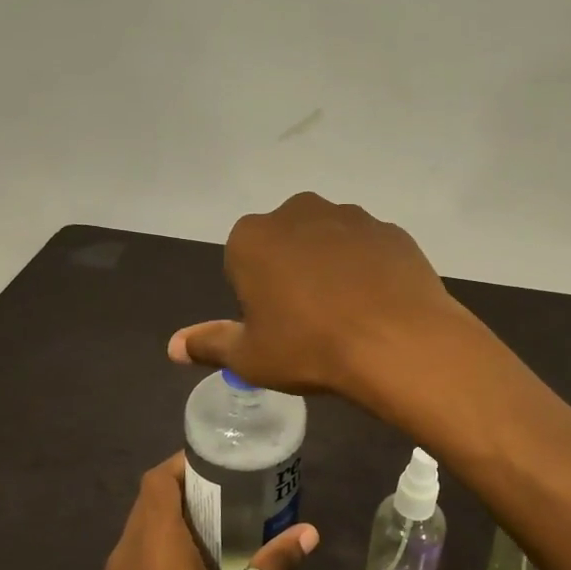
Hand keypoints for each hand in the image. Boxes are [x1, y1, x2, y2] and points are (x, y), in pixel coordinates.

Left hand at [88, 453, 318, 569]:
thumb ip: (272, 566)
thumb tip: (308, 532)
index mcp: (153, 542)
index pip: (158, 479)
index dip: (184, 463)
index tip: (220, 464)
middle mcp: (125, 552)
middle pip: (149, 501)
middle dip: (186, 490)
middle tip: (230, 493)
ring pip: (141, 529)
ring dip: (173, 520)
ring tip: (218, 526)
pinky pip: (136, 557)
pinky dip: (162, 547)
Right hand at [168, 193, 467, 400]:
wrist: (397, 342)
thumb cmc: (310, 348)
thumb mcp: (250, 357)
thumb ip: (210, 344)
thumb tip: (173, 346)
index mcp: (253, 237)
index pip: (243, 261)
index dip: (257, 294)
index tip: (277, 324)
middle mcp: (298, 212)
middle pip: (286, 243)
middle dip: (292, 271)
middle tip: (311, 319)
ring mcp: (350, 216)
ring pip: (329, 241)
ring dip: (332, 266)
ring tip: (350, 313)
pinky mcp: (391, 230)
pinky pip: (369, 248)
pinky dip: (370, 269)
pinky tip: (379, 303)